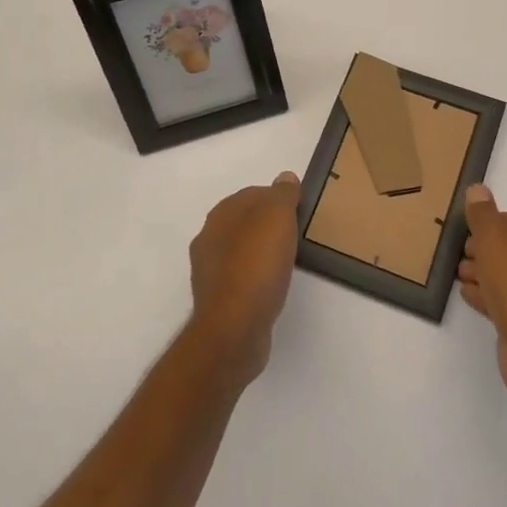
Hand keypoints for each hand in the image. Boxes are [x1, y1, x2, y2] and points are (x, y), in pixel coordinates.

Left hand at [188, 172, 301, 386]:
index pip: (252, 194)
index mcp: (220, 214)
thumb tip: (285, 178)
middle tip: (295, 235)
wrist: (234, 328)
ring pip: (240, 250)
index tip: (298, 211)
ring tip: (286, 261)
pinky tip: (271, 287)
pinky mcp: (217, 300)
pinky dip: (255, 277)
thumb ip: (282, 195)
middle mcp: (208, 238)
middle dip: (267, 225)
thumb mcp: (277, 218)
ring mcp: (209, 271)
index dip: (276, 198)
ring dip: (260, 252)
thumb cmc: (257, 265)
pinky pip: (240, 278)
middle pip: (244, 222)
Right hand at [458, 185, 506, 401]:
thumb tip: (478, 189)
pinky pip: (506, 302)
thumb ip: (482, 212)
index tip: (466, 232)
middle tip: (460, 254)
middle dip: (483, 250)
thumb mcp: (493, 235)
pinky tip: (469, 295)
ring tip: (459, 275)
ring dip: (483, 274)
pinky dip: (487, 297)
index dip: (487, 225)